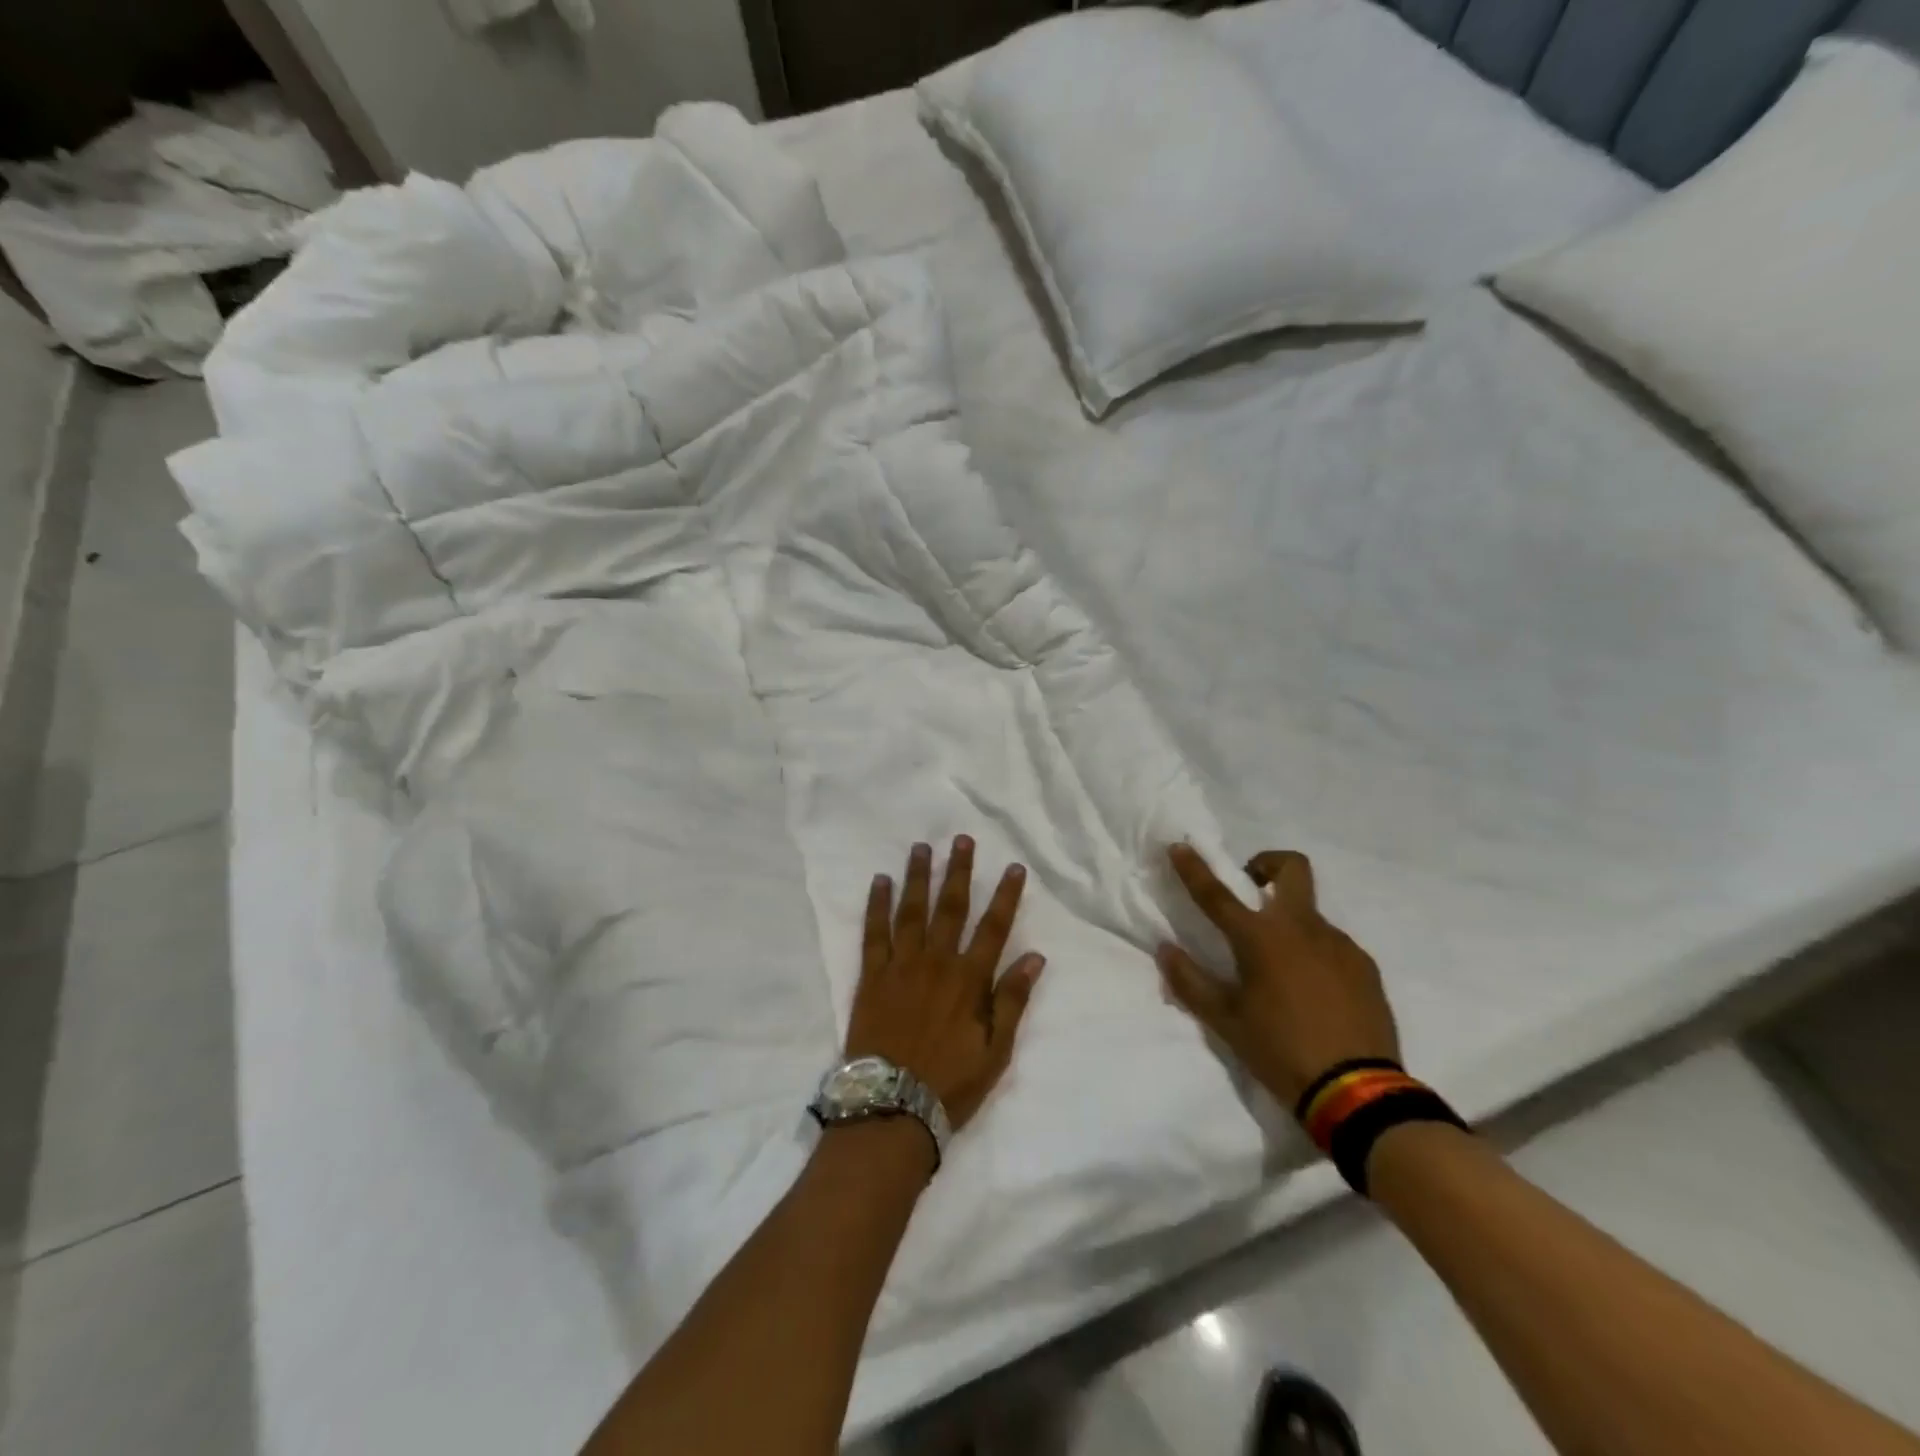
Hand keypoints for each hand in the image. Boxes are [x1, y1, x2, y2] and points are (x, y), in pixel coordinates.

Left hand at [845, 837, 1046, 1131]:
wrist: (891, 1106)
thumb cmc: (950, 1083)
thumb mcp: (995, 1051)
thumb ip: (1012, 1001)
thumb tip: (1035, 957)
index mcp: (969, 979)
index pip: (994, 927)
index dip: (1005, 895)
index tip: (1013, 867)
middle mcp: (936, 962)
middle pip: (951, 907)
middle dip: (959, 871)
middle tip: (962, 839)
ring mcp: (901, 965)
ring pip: (912, 910)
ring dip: (918, 876)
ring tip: (921, 847)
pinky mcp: (871, 975)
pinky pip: (874, 932)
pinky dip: (877, 904)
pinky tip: (880, 881)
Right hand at [1157, 844, 1399, 1111]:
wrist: (1358, 1092)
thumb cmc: (1280, 1050)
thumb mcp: (1225, 1021)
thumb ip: (1190, 981)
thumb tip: (1166, 950)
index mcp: (1260, 938)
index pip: (1217, 894)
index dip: (1194, 868)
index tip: (1180, 846)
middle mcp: (1302, 928)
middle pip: (1291, 868)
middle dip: (1266, 864)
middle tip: (1251, 889)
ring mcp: (1339, 944)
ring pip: (1310, 912)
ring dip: (1289, 922)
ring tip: (1281, 969)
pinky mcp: (1365, 967)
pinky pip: (1333, 945)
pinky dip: (1315, 953)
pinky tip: (1312, 991)